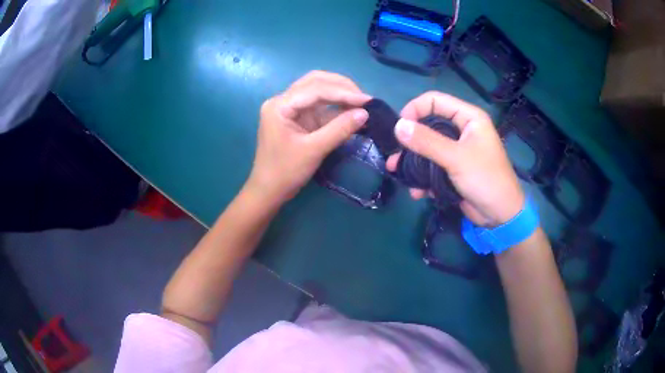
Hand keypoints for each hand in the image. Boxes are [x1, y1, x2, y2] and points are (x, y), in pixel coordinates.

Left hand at [246, 71, 370, 203]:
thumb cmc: (285, 172)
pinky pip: (319, 107)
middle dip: (342, 87)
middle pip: (315, 82)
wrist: (268, 191)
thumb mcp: (314, 150)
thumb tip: (365, 113)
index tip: (368, 100)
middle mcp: (284, 101)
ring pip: (318, 92)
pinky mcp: (298, 118)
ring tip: (362, 103)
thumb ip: (339, 129)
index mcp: (280, 105)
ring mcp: (290, 109)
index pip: (315, 89)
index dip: (343, 92)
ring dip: (340, 95)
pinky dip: (336, 108)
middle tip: (365, 99)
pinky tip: (352, 111)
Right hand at [386, 91, 524, 225]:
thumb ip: (427, 141)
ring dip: (413, 162)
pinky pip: (432, 166)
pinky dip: (423, 177)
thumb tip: (398, 126)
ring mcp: (457, 150)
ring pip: (427, 147)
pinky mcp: (453, 169)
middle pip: (428, 125)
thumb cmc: (485, 179)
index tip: (400, 128)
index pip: (435, 100)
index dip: (415, 109)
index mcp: (468, 118)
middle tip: (395, 155)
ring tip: (398, 173)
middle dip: (410, 141)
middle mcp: (462, 130)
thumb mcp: (456, 158)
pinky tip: (418, 192)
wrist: (500, 215)